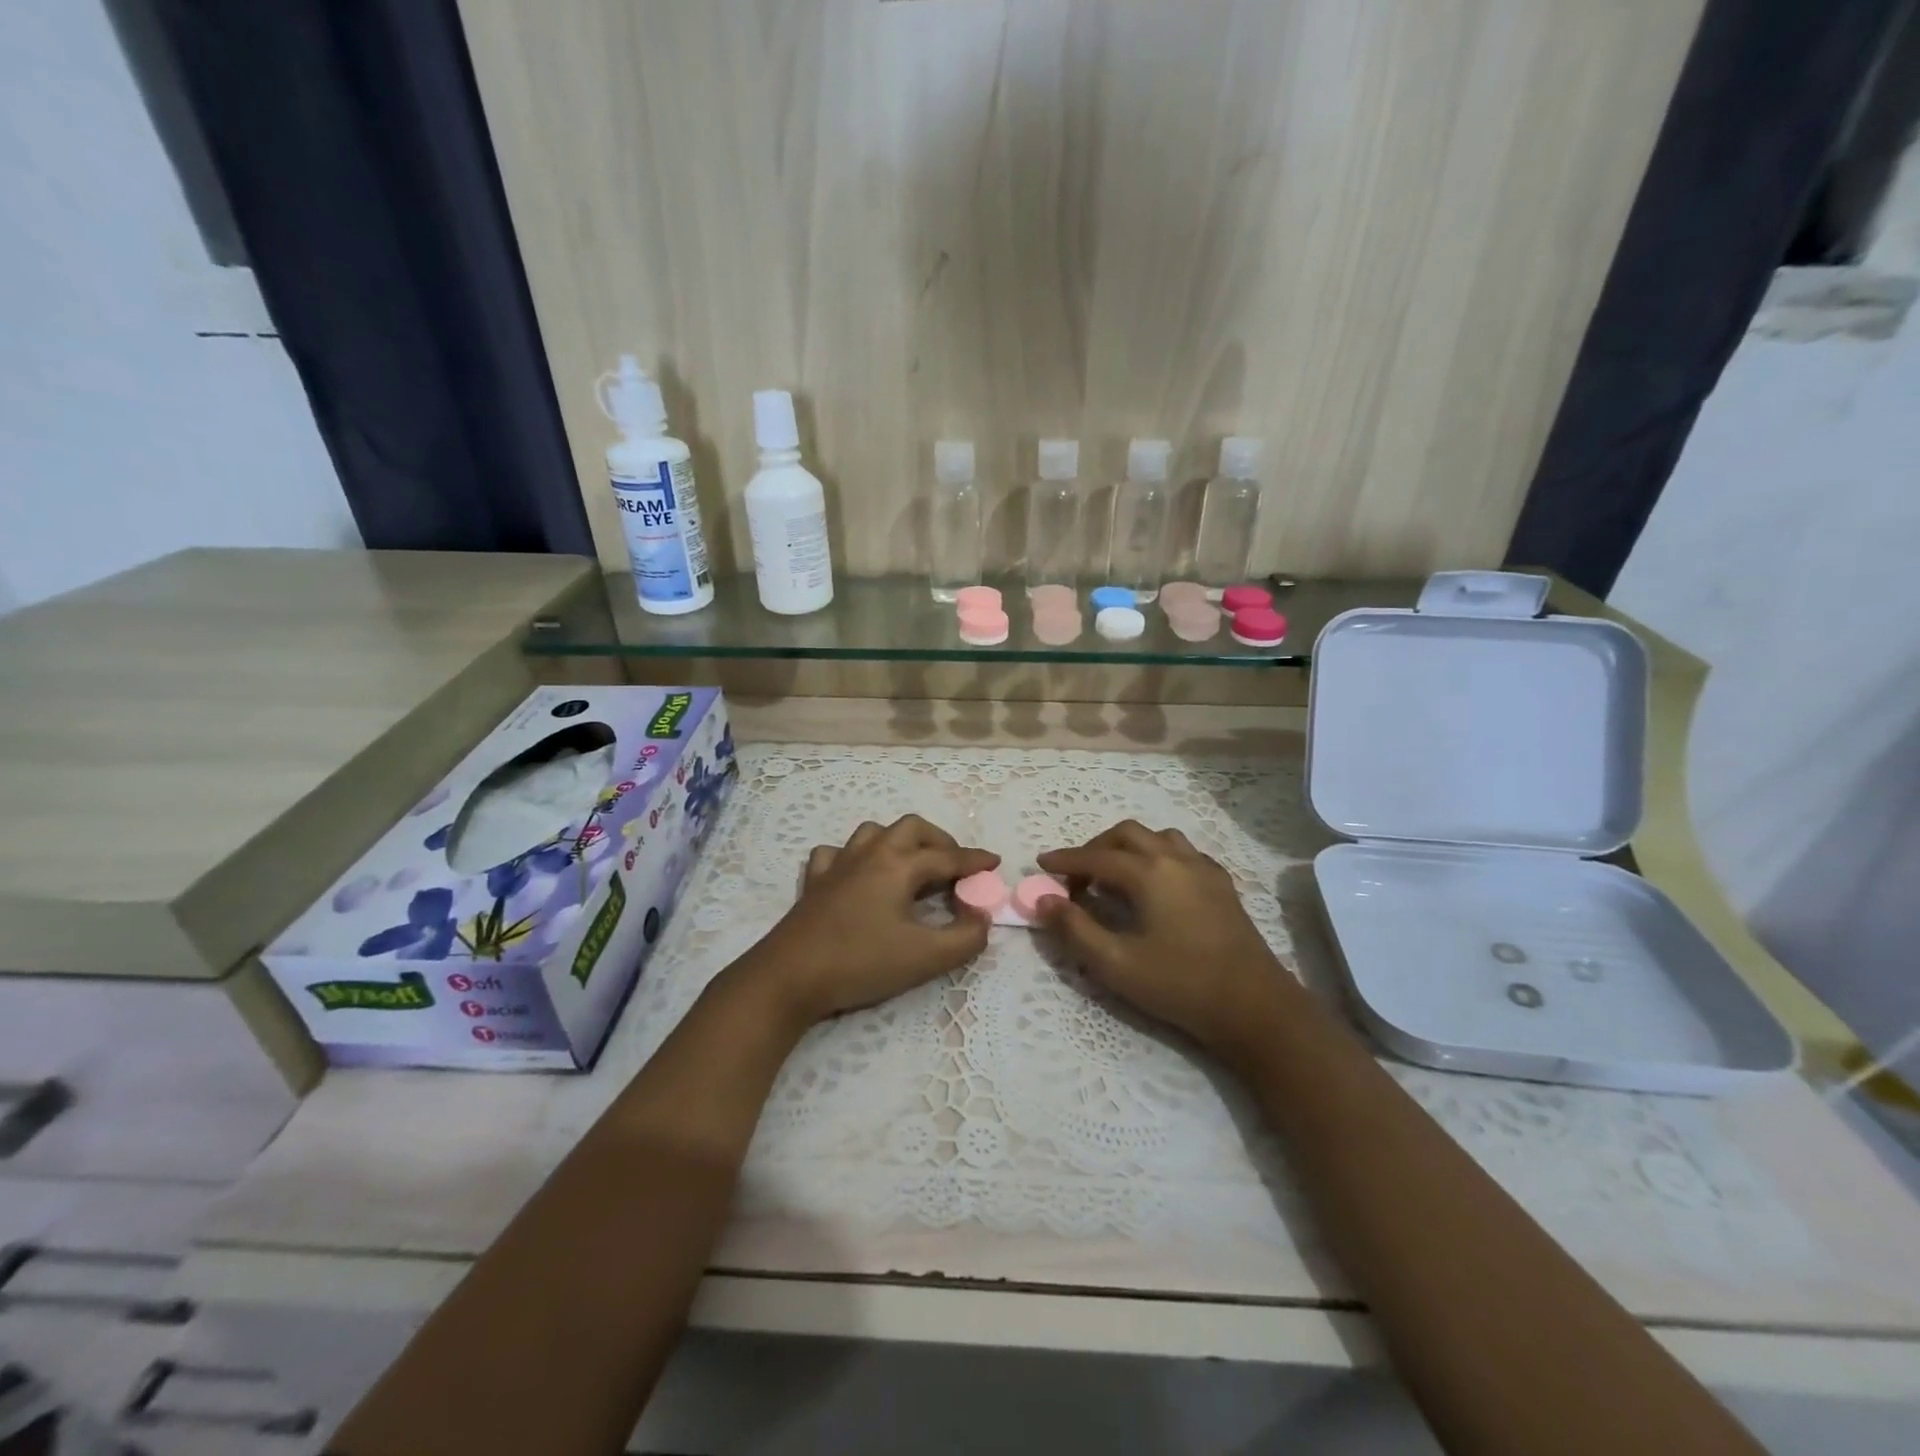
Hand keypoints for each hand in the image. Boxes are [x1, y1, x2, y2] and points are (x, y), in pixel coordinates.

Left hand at [750, 815, 997, 1025]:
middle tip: (954, 865)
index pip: (947, 857)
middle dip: (939, 841)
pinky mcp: (814, 882)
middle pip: (911, 828)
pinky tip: (856, 874)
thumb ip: (965, 938)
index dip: (975, 860)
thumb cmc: (860, 962)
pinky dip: (853, 857)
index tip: (995, 862)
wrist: (789, 976)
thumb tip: (982, 919)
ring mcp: (838, 864)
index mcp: (899, 866)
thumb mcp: (925, 957)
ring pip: (873, 833)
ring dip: (898, 841)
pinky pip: (836, 854)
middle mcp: (870, 854)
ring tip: (910, 865)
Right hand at [1036, 820, 1301, 1056]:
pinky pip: (1183, 853)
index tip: (1041, 864)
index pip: (1096, 857)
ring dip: (1129, 848)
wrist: (1254, 1006)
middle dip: (1096, 848)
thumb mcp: (1116, 964)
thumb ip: (1075, 929)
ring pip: (1158, 838)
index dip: (1065, 859)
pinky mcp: (1222, 885)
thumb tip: (1043, 901)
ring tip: (1115, 875)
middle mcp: (1176, 859)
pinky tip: (1157, 884)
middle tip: (1077, 876)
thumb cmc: (1180, 985)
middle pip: (1127, 835)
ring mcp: (1204, 869)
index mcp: (1149, 873)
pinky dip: (1159, 856)